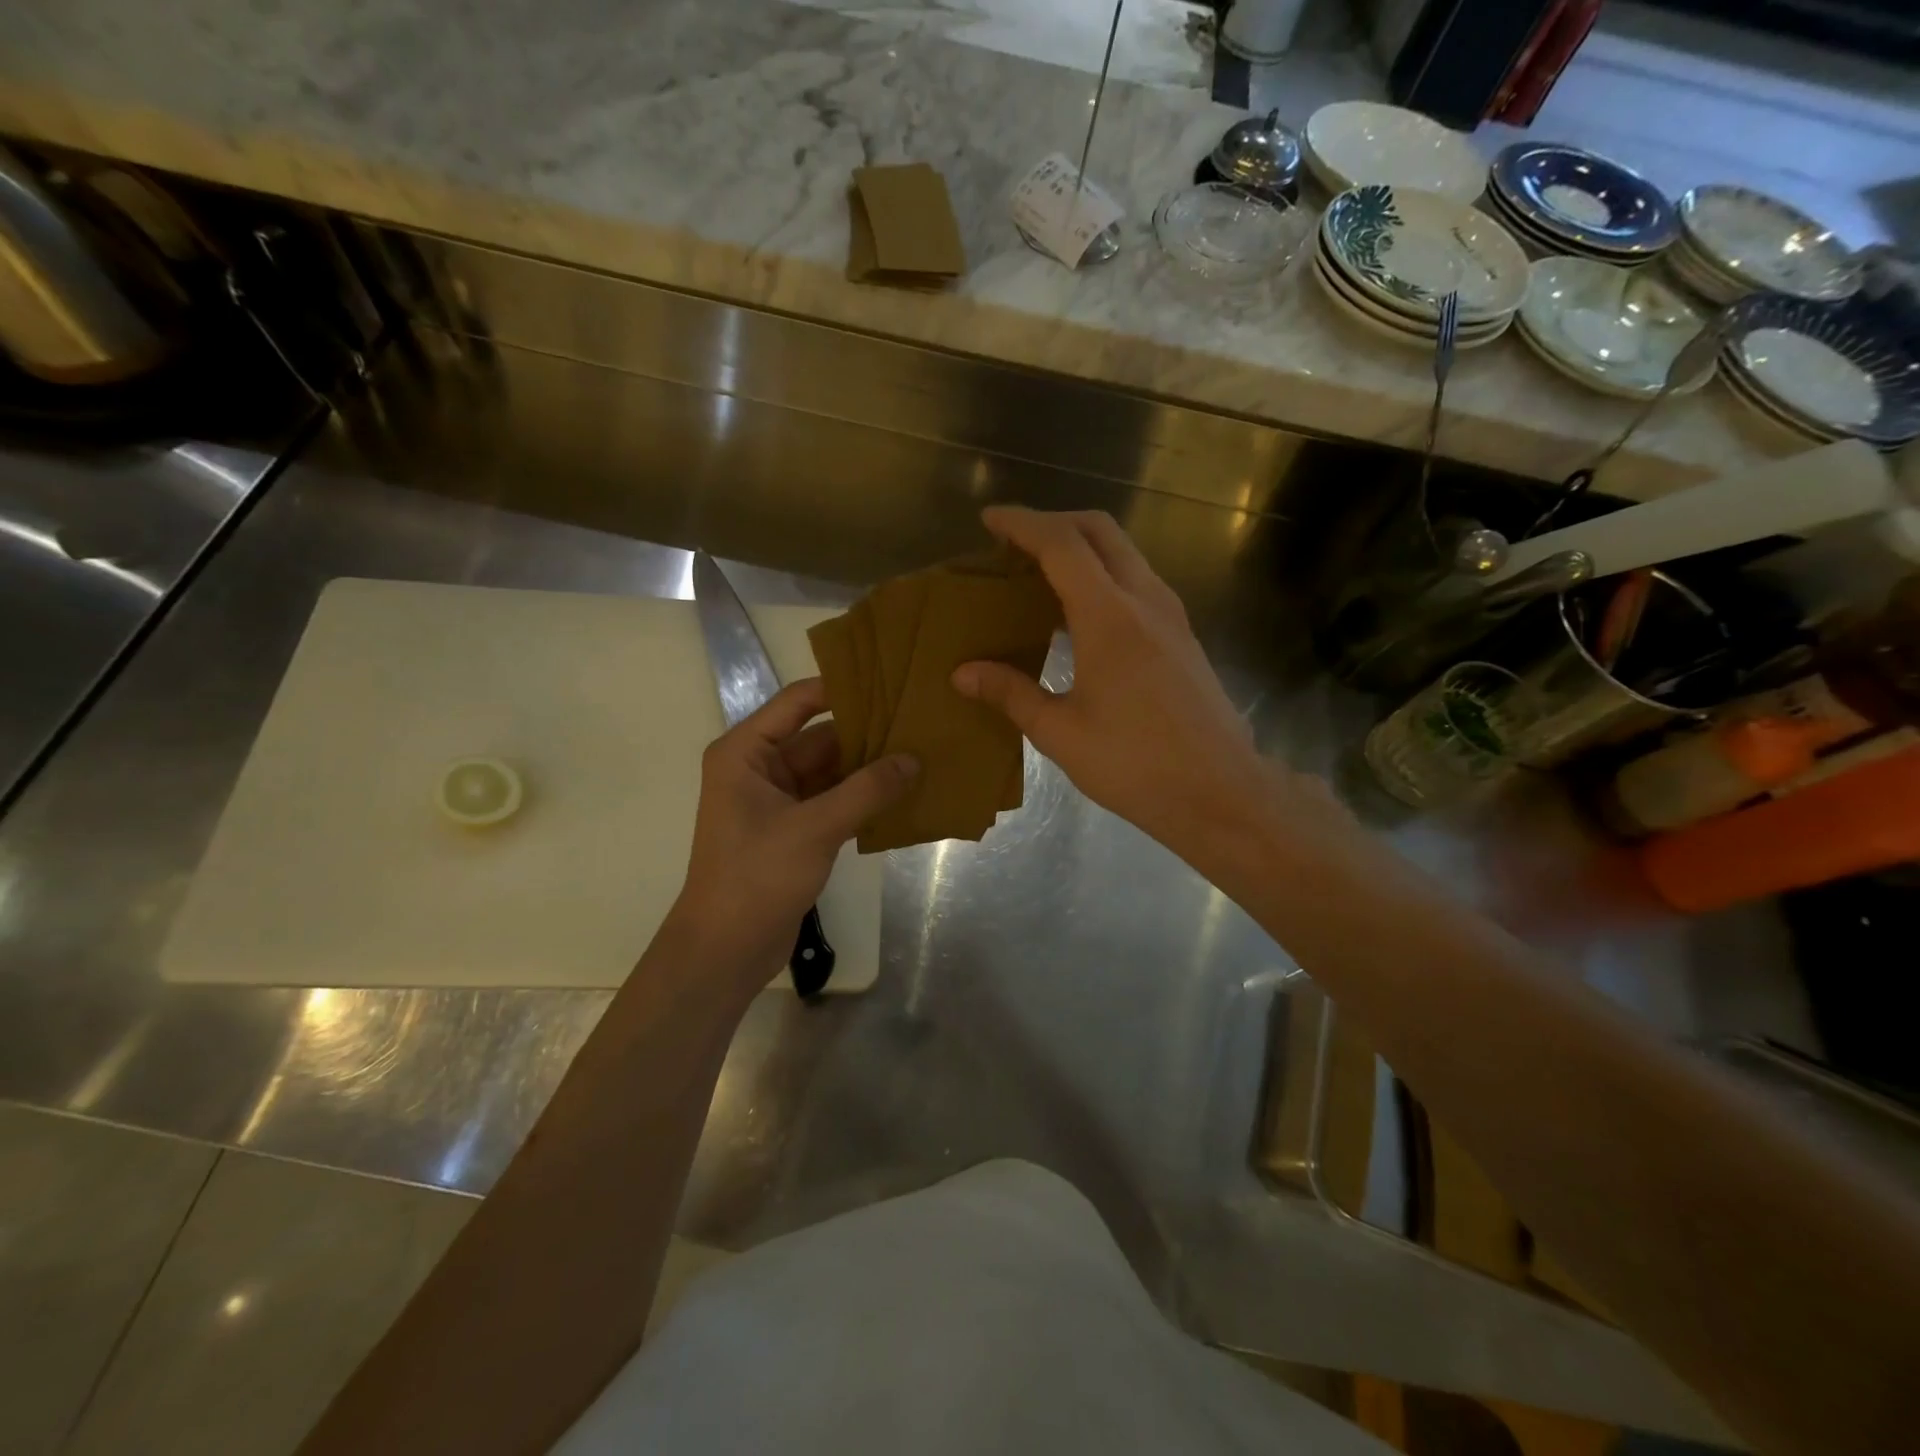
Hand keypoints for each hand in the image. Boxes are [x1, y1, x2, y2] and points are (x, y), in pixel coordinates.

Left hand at [674, 679, 915, 976]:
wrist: (726, 950)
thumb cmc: (757, 877)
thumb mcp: (814, 828)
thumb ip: (866, 791)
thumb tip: (914, 759)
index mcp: (746, 752)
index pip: (798, 701)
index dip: (841, 688)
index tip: (890, 680)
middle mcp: (759, 768)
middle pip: (819, 736)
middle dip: (866, 732)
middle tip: (919, 719)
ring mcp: (777, 800)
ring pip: (830, 771)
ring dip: (869, 767)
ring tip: (920, 751)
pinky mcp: (794, 829)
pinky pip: (834, 800)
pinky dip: (863, 797)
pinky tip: (903, 792)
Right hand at [952, 507, 1276, 863]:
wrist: (1219, 792)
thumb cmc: (1135, 763)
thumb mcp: (1061, 733)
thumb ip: (1011, 694)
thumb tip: (962, 674)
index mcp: (1109, 616)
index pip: (1061, 544)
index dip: (1023, 524)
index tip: (990, 519)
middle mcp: (1145, 600)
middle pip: (1100, 530)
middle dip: (1055, 522)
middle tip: (1015, 543)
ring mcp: (1171, 615)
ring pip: (1125, 552)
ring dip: (1083, 546)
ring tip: (1041, 573)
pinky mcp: (1182, 635)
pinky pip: (1137, 580)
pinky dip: (1104, 573)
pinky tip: (1080, 612)